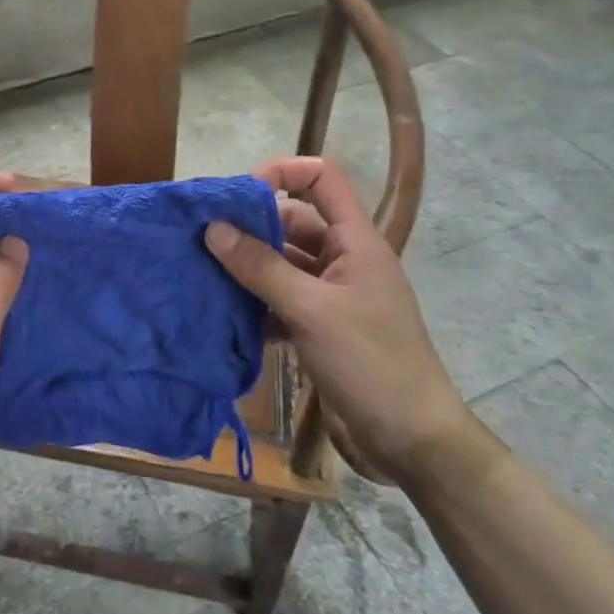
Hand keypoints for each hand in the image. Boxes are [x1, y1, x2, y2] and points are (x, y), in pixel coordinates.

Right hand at [205, 156, 466, 486]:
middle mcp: (344, 260)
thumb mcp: (311, 310)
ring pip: (283, 264)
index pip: (322, 179)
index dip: (282, 172)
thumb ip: (260, 267)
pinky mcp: (321, 328)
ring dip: (248, 268)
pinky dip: (256, 303)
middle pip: (293, 222)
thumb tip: (214, 228)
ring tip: (203, 271)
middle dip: (250, 226)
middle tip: (203, 237)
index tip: (238, 193)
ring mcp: (332, 295)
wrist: (411, 441)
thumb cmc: (370, 363)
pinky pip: (282, 300)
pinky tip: (225, 314)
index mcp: (356, 241)